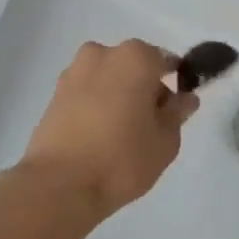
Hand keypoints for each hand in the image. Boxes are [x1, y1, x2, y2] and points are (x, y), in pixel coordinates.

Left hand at [22, 40, 197, 219]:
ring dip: (117, 95)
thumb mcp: (166, 141)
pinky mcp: (54, 94)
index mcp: (136, 57)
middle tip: (149, 125)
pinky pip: (86, 93)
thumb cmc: (122, 158)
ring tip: (121, 134)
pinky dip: (95, 105)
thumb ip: (177, 113)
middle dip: (144, 88)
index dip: (175, 84)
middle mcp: (103, 54)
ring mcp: (74, 71)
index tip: (176, 110)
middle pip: (134, 66)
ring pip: (108, 78)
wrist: (60, 185)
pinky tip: (98, 136)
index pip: (166, 62)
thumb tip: (184, 98)